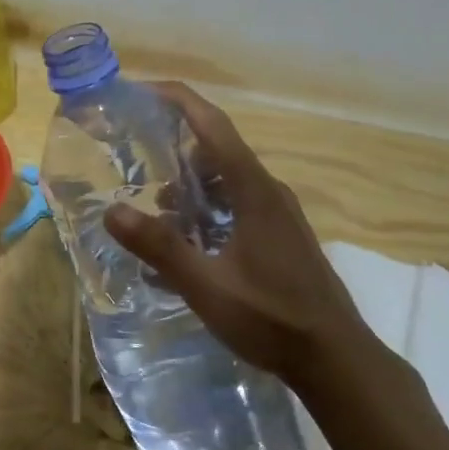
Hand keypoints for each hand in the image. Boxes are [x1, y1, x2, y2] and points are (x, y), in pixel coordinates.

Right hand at [102, 83, 370, 390]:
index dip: (178, 100)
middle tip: (137, 155)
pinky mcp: (281, 234)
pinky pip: (238, 201)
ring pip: (227, 178)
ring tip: (157, 207)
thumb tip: (112, 211)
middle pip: (217, 147)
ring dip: (192, 182)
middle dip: (176, 144)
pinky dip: (208, 205)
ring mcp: (278, 212)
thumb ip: (160, 247)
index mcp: (253, 189)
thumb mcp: (207, 286)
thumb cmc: (271, 318)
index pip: (212, 124)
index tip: (142, 90)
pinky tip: (189, 240)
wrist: (336, 359)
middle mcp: (268, 190)